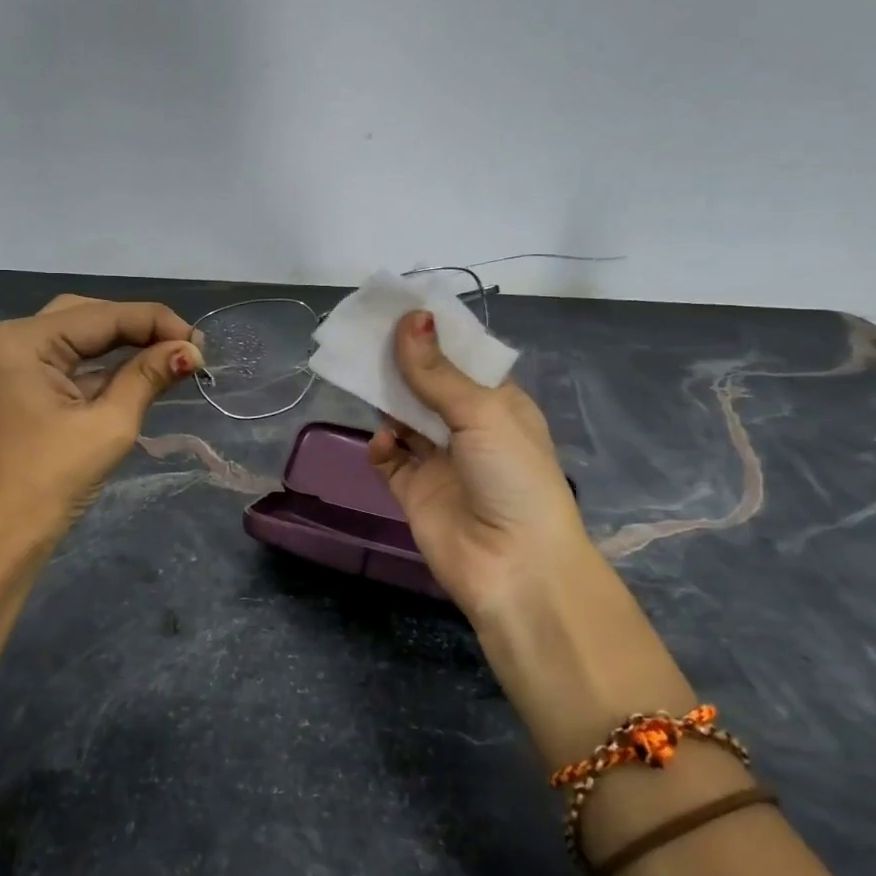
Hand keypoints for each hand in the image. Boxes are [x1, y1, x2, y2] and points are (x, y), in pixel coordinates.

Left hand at [0, 295, 202, 543]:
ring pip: (79, 336)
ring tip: (172, 357)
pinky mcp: (19, 385)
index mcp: (22, 340)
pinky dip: (104, 365)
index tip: (201, 342)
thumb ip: (148, 377)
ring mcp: (12, 362)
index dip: (156, 323)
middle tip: (185, 349)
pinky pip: (69, 361)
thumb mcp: (108, 425)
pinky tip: (141, 370)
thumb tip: (191, 350)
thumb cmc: (51, 482)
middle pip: (88, 316)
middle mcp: (11, 338)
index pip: (102, 315)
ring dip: (124, 345)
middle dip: (139, 329)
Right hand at [367, 309, 604, 624]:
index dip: (432, 335)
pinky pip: (389, 459)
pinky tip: (383, 441)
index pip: (461, 359)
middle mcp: (468, 429)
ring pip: (404, 418)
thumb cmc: (513, 477)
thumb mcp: (482, 413)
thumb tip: (409, 318)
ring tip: (360, 374)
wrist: (515, 568)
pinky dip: (382, 446)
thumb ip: (437, 371)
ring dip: (386, 400)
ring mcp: (440, 461)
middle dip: (401, 363)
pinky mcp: (414, 491)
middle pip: (427, 385)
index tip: (398, 307)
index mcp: (498, 404)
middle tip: (365, 335)